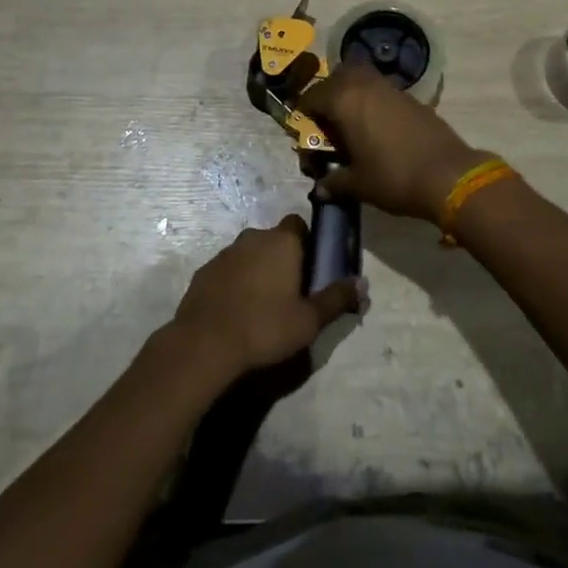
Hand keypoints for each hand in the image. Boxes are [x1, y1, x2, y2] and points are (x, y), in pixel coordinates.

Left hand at [173, 217, 362, 375]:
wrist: (205, 343)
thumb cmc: (265, 327)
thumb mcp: (309, 320)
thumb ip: (337, 299)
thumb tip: (363, 284)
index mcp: (282, 241)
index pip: (299, 225)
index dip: (306, 243)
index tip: (310, 269)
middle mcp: (254, 237)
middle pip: (274, 240)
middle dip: (282, 259)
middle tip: (289, 292)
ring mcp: (226, 252)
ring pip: (249, 254)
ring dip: (257, 270)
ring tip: (262, 305)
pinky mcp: (205, 271)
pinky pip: (228, 270)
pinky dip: (235, 283)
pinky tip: (237, 311)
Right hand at [297, 60, 488, 223]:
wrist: (448, 175)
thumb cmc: (394, 177)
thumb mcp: (358, 185)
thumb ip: (334, 183)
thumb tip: (320, 189)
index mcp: (344, 100)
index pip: (312, 96)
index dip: (303, 114)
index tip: (304, 134)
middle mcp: (365, 85)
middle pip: (338, 77)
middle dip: (328, 95)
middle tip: (327, 123)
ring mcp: (390, 88)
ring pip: (362, 79)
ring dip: (352, 95)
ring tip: (351, 125)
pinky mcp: (411, 97)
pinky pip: (382, 91)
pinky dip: (373, 102)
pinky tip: (377, 129)